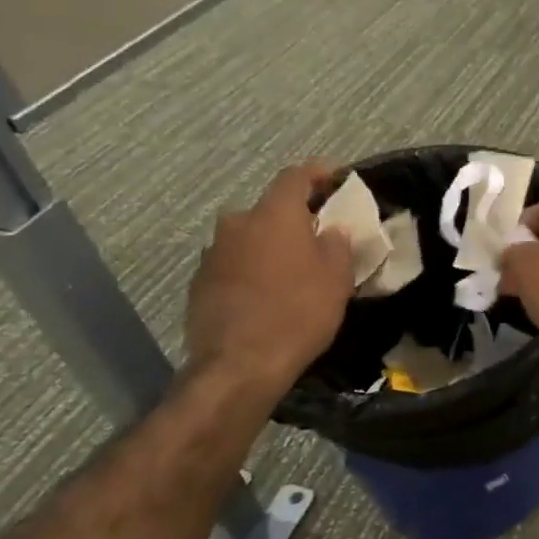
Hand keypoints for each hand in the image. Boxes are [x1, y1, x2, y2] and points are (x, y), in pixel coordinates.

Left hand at [184, 160, 353, 396]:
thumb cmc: (298, 313)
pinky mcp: (199, 283)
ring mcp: (213, 253)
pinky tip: (266, 293)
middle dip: (294, 216)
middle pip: (269, 208)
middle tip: (316, 234)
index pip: (296, 176)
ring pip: (249, 237)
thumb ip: (337, 244)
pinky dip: (251, 269)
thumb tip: (330, 231)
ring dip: (269, 244)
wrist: (238, 366)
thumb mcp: (337, 277)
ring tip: (291, 267)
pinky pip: (233, 264)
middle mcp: (238, 223)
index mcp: (274, 214)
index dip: (319, 173)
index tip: (338, 178)